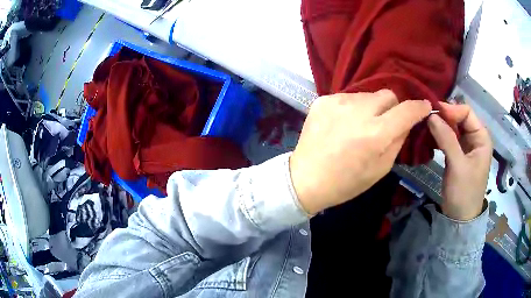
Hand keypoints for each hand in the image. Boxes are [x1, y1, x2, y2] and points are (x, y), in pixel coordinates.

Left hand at [290, 90, 431, 214]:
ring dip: (372, 107)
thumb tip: (408, 121)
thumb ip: (398, 140)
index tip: (425, 106)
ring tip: (361, 125)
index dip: (419, 107)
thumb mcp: (381, 168)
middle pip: (388, 95)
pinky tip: (343, 124)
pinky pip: (349, 97)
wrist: (306, 179)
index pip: (407, 110)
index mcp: (376, 134)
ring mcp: (338, 102)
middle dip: (393, 107)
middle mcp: (358, 111)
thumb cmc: (346, 182)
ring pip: (368, 95)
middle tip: (386, 122)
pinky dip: (353, 108)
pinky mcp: (323, 100)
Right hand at [427, 103, 491, 220]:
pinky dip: (439, 136)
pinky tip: (429, 137)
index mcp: (481, 137)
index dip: (451, 110)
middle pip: (459, 118)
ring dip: (440, 126)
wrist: (459, 218)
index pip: (466, 112)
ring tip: (425, 126)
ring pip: (452, 127)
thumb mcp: (457, 165)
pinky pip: (448, 138)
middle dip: (444, 116)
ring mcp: (466, 146)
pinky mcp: (458, 154)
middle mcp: (475, 138)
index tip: (433, 113)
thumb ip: (446, 139)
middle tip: (426, 118)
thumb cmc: (464, 192)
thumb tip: (431, 115)